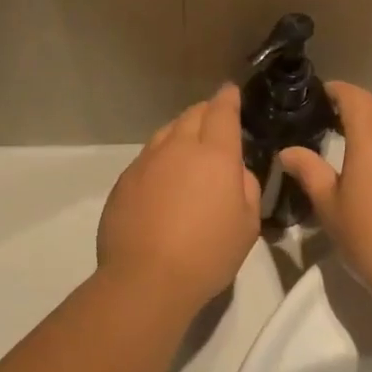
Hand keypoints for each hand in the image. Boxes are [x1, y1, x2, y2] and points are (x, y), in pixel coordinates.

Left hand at [97, 84, 261, 311]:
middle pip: (192, 115)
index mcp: (214, 154)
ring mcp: (146, 163)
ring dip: (180, 133)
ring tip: (188, 148)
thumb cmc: (208, 254)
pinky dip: (160, 158)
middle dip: (206, 112)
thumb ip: (247, 188)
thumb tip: (236, 172)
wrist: (145, 279)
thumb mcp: (248, 225)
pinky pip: (147, 158)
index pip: (222, 112)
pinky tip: (163, 180)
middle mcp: (178, 148)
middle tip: (215, 120)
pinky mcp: (124, 182)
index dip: (228, 98)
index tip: (230, 91)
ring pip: (165, 133)